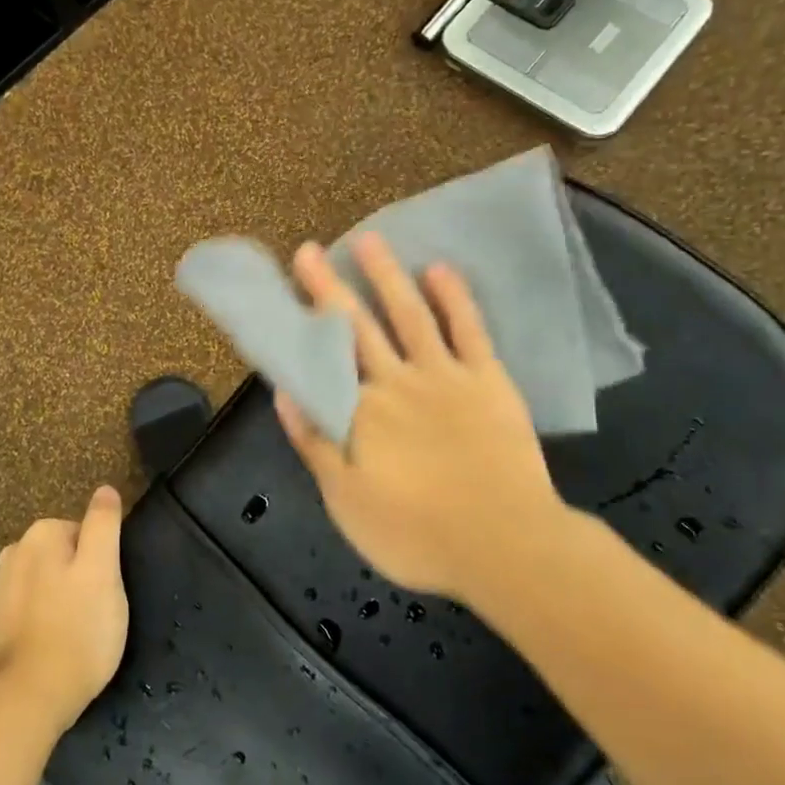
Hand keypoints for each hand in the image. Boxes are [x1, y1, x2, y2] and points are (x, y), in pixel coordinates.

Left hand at [0, 486, 128, 731]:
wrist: (26, 698)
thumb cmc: (78, 629)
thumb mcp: (104, 570)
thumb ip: (103, 524)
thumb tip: (104, 489)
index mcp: (40, 535)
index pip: (83, 533)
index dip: (100, 562)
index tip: (106, 592)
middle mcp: (11, 555)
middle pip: (58, 558)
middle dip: (75, 579)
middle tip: (94, 615)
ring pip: (38, 586)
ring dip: (53, 602)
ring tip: (72, 637)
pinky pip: (19, 617)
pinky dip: (33, 626)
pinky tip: (46, 651)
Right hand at [274, 233, 584, 605]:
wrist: (505, 545)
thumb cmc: (415, 534)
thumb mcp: (346, 502)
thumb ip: (315, 445)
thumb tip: (285, 395)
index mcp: (359, 413)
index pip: (320, 360)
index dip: (298, 326)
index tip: (279, 297)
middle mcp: (395, 382)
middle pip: (355, 328)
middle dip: (328, 288)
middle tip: (308, 250)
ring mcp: (444, 376)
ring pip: (409, 314)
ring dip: (386, 276)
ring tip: (368, 239)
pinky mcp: (487, 379)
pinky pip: (468, 329)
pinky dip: (453, 297)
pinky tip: (439, 269)